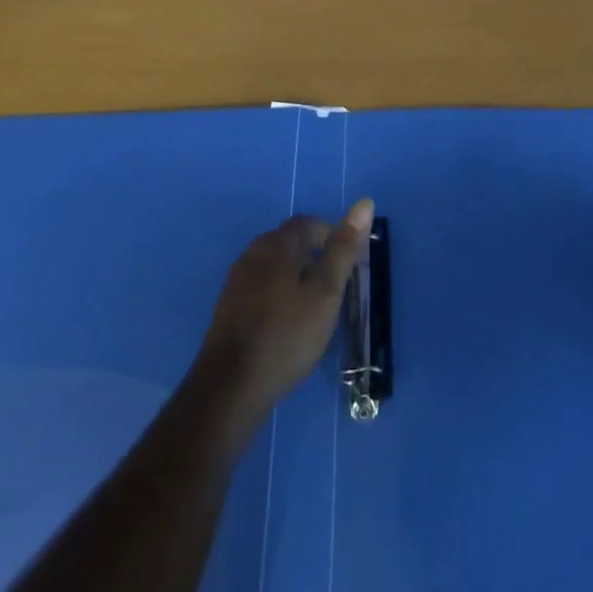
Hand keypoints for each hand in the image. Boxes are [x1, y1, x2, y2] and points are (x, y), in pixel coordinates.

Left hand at [191, 198, 374, 428]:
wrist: (229, 389)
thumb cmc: (286, 336)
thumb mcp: (325, 293)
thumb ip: (344, 249)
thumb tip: (365, 202)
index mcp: (276, 245)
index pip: (308, 224)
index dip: (331, 236)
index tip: (348, 262)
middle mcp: (252, 254)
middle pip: (288, 243)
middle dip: (314, 256)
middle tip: (335, 286)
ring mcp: (236, 282)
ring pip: (273, 267)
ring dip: (295, 277)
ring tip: (314, 306)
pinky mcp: (227, 309)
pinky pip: (259, 288)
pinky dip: (278, 295)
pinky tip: (286, 323)